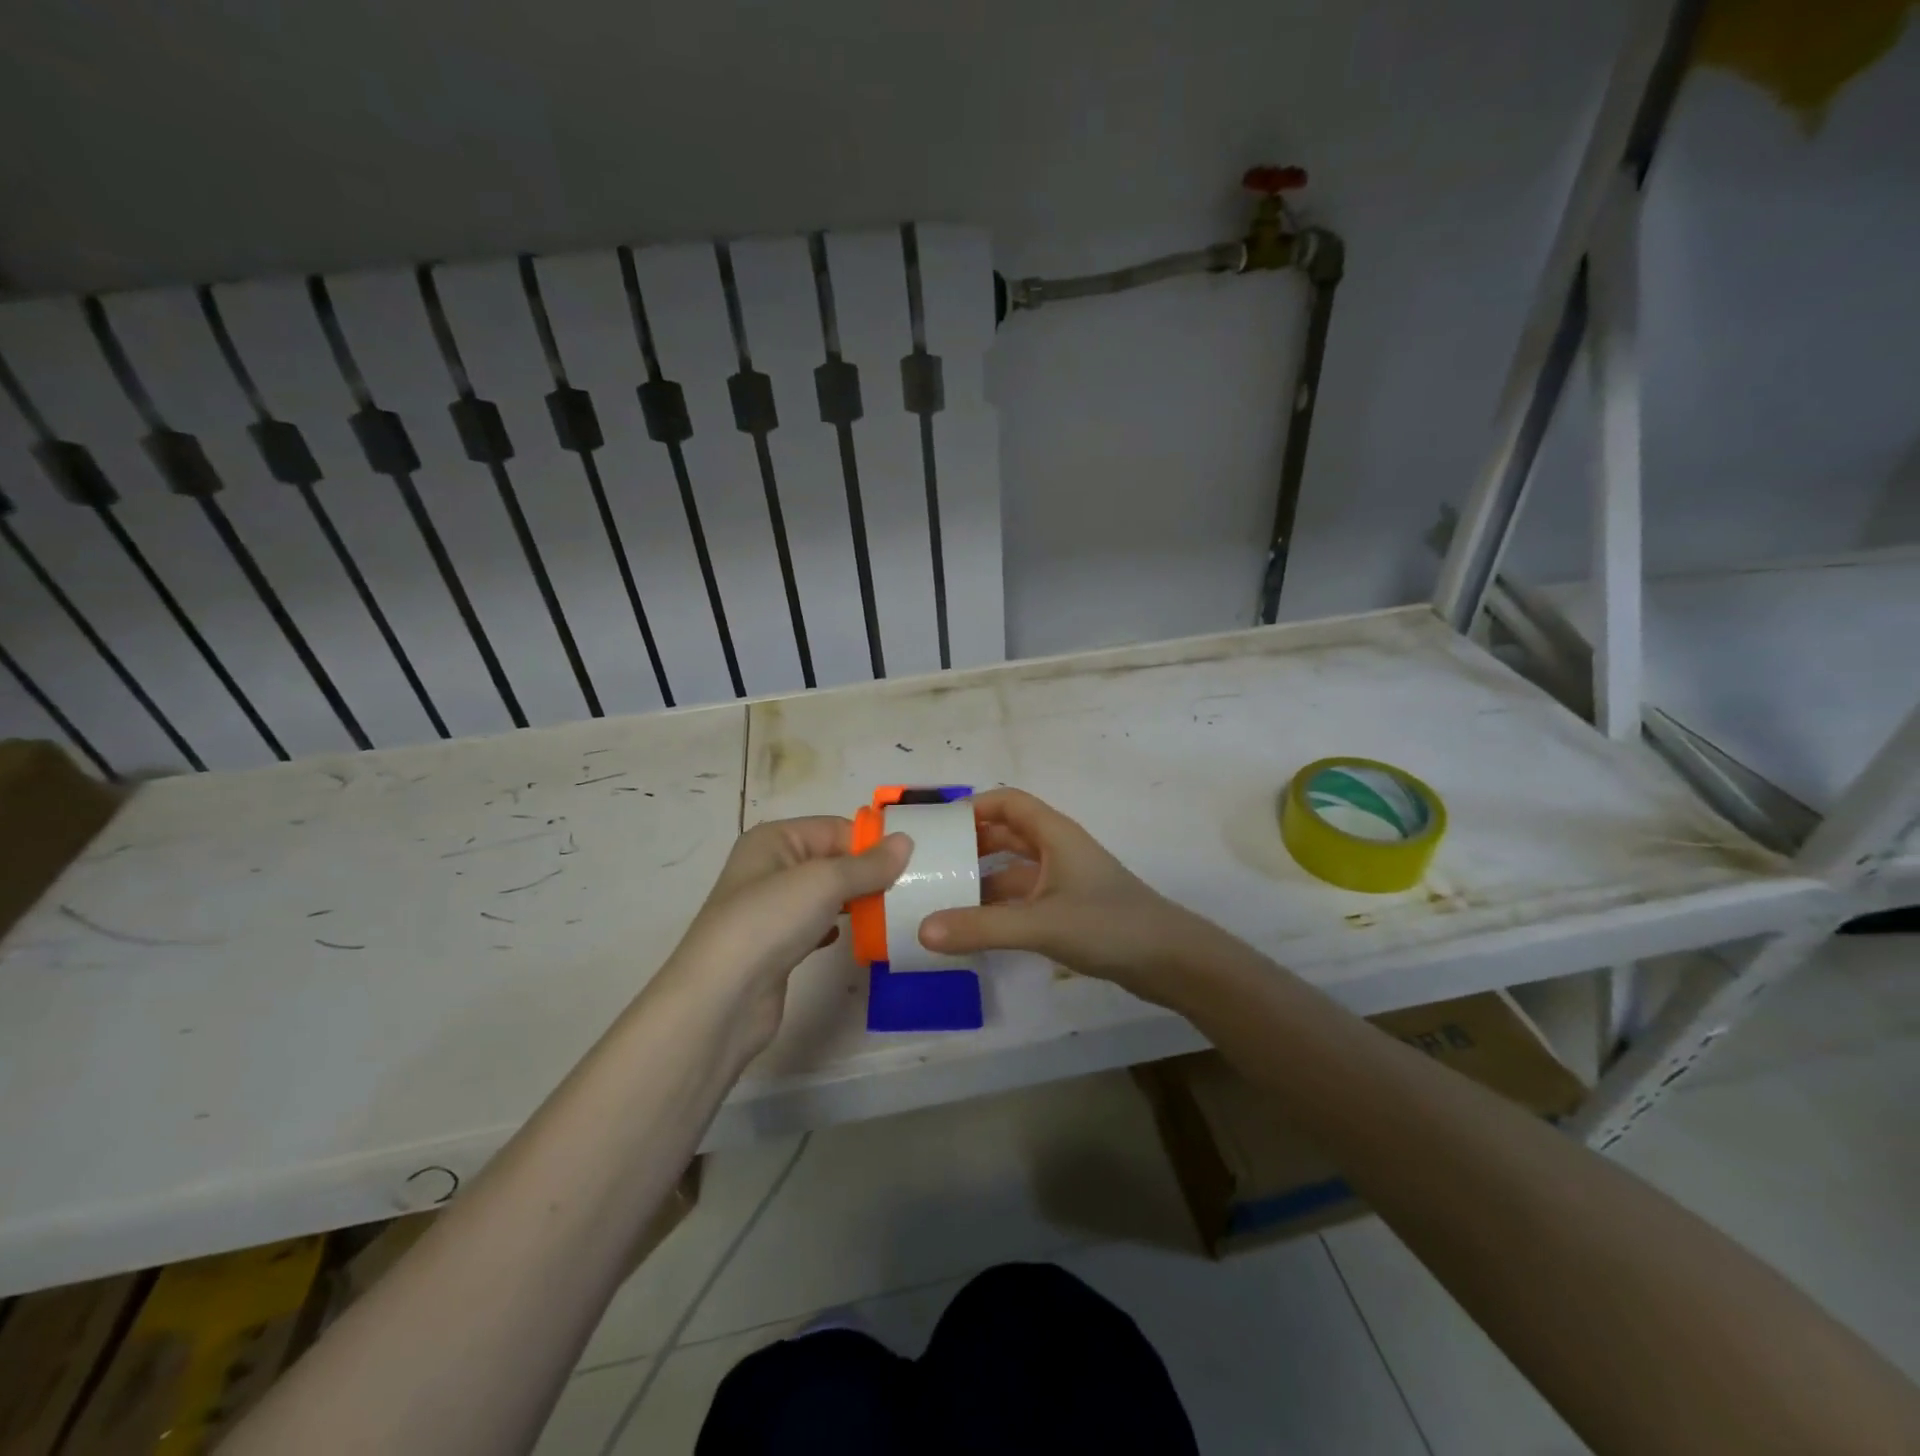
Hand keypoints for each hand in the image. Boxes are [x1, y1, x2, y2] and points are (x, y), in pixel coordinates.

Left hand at [658, 817, 909, 1059]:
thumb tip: (906, 841)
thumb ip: (868, 864)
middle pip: (832, 859)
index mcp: (775, 839)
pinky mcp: (777, 945)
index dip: (872, 843)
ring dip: (858, 901)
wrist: (721, 999)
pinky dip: (840, 928)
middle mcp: (770, 866)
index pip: (836, 828)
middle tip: (910, 889)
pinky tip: (860, 938)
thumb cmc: (770, 921)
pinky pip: (818, 924)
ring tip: (893, 912)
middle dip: (868, 873)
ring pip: (827, 894)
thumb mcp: (825, 881)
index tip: (912, 863)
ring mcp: (771, 908)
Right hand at [918, 788, 1195, 1001]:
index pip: (1007, 802)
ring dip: (982, 878)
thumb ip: (982, 928)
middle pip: (1006, 835)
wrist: (1170, 960)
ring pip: (1013, 870)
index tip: (937, 827)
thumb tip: (922, 929)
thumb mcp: (1040, 924)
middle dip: (970, 844)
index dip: (972, 807)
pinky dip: (999, 906)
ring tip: (942, 895)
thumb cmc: (1108, 925)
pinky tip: (975, 927)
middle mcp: (1057, 850)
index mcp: (1054, 834)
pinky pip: (1023, 898)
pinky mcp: (1069, 909)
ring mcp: (1065, 880)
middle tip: (930, 862)